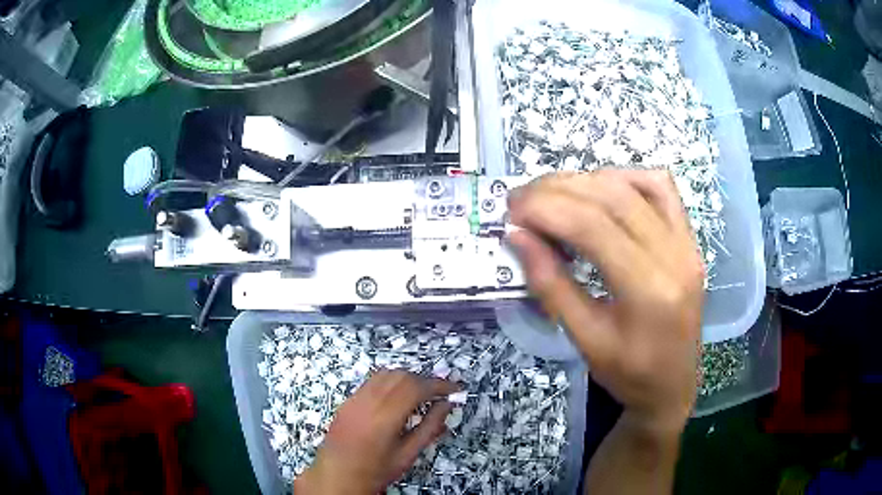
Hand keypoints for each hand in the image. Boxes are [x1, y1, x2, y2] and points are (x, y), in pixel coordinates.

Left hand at [294, 370, 457, 494]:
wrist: (336, 476)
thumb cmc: (375, 471)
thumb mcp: (407, 454)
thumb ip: (429, 428)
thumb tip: (447, 406)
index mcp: (384, 417)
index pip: (416, 388)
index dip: (439, 385)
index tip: (455, 389)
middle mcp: (368, 401)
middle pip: (402, 376)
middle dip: (425, 381)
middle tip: (440, 394)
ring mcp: (355, 398)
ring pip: (386, 374)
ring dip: (408, 378)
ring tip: (422, 394)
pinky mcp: (348, 400)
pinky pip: (372, 381)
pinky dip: (391, 381)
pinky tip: (398, 396)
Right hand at [508, 170, 703, 433]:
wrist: (674, 385)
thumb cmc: (629, 375)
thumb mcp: (584, 340)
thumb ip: (551, 285)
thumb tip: (517, 236)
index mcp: (649, 291)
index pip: (593, 226)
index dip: (546, 209)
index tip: (511, 212)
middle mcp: (675, 255)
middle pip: (612, 197)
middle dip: (558, 189)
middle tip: (521, 199)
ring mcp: (687, 243)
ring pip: (635, 184)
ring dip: (586, 180)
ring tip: (551, 194)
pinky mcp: (689, 239)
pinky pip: (661, 188)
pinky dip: (624, 178)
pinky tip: (599, 189)